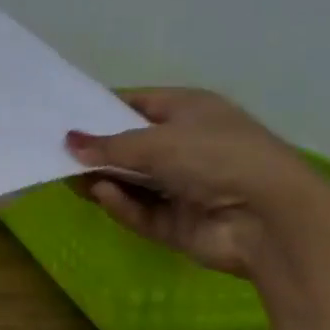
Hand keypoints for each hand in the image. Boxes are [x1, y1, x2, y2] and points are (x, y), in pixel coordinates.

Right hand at [65, 88, 329, 278]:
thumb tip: (67, 141)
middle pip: (130, 147)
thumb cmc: (215, 156)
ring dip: (104, 180)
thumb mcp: (155, 141)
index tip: (64, 117)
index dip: (101, 110)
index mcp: (190, 111)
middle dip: (97, 151)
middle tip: (57, 154)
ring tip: (70, 178)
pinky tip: (102, 196)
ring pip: (132, 182)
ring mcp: (185, 187)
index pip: (137, 104)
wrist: (272, 219)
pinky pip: (142, 211)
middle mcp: (187, 146)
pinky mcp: (180, 224)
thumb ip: (107, 145)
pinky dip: (122, 204)